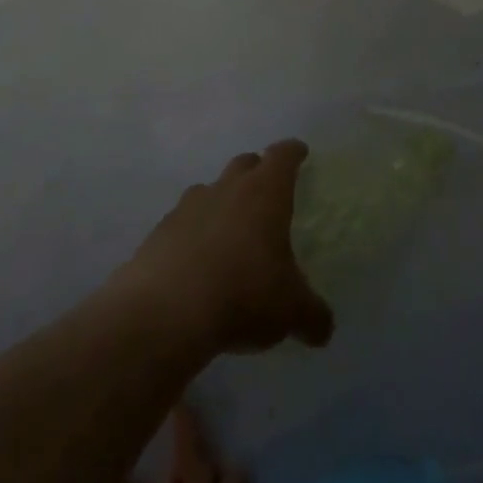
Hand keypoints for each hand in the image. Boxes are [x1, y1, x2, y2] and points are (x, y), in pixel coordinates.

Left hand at [120, 141, 334, 357]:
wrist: (165, 314)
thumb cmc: (243, 294)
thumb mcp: (290, 310)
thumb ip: (312, 315)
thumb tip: (325, 329)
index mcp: (265, 193)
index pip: (283, 156)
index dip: (293, 152)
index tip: (299, 153)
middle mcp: (227, 189)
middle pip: (244, 164)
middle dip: (257, 171)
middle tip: (266, 191)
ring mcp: (188, 208)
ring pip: (209, 190)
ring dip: (221, 201)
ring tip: (228, 230)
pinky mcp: (158, 233)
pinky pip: (181, 223)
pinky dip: (191, 233)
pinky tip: (195, 262)